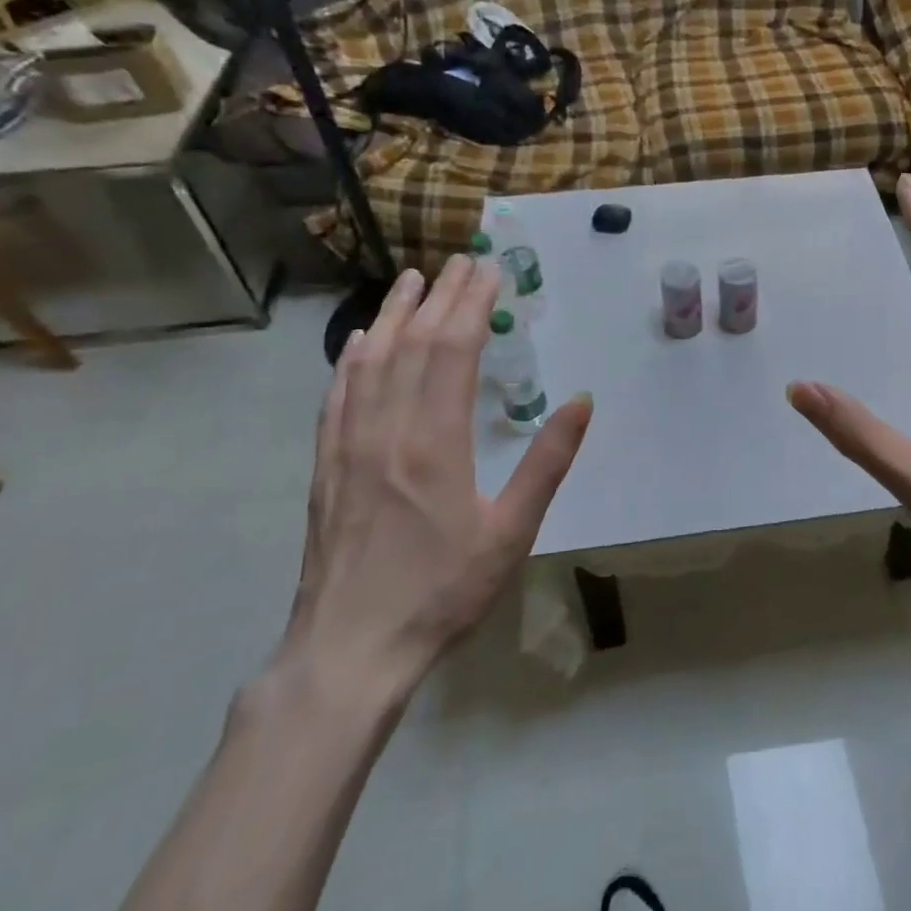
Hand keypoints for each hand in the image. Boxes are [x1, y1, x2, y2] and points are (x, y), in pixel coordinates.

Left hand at [286, 260, 592, 702]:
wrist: (350, 649)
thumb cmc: (442, 591)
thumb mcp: (512, 532)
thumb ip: (548, 462)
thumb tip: (583, 401)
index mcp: (435, 442)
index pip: (453, 351)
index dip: (471, 305)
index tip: (488, 272)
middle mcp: (387, 430)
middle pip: (413, 345)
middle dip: (439, 297)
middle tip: (459, 262)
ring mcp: (348, 446)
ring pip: (370, 362)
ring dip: (394, 315)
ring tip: (411, 281)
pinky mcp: (326, 467)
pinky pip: (338, 396)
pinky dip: (352, 359)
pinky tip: (360, 342)